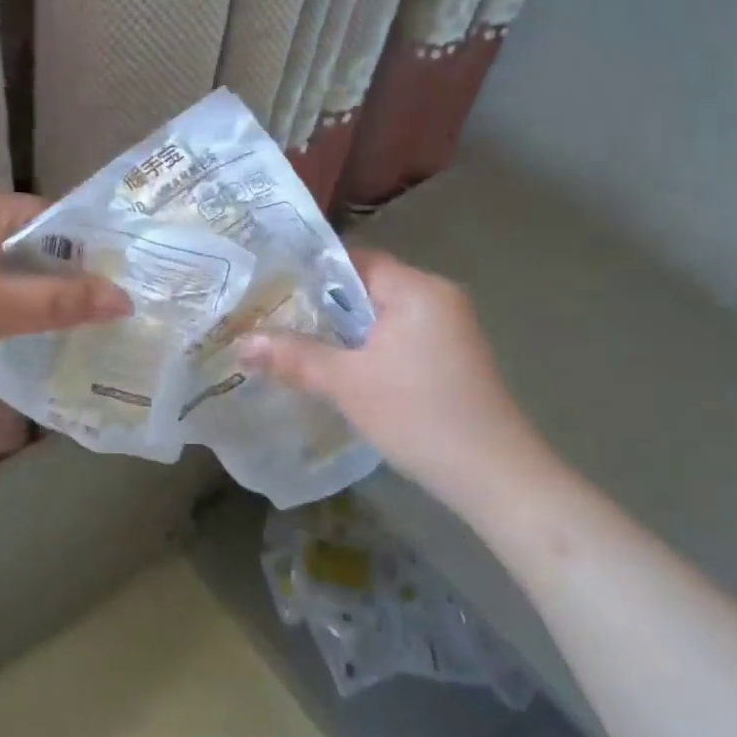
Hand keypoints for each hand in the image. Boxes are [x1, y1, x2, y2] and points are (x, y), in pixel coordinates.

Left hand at [0, 184, 130, 381]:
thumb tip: (125, 299)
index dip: (89, 254)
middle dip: (62, 277)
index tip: (116, 291)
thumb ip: (61, 302)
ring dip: (30, 291)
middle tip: (96, 317)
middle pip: (31, 240)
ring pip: (3, 262)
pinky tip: (6, 329)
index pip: (57, 219)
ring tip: (61, 328)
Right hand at [237, 248, 546, 502]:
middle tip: (272, 316)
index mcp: (417, 288)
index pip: (354, 259)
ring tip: (295, 341)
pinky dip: (369, 346)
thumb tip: (241, 343)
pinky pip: (400, 336)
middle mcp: (437, 297)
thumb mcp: (347, 384)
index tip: (270, 285)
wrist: (496, 477)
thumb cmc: (419, 416)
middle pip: (366, 286)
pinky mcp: (453, 357)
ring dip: (344, 329)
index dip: (309, 270)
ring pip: (382, 315)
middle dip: (321, 304)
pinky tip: (341, 368)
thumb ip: (294, 357)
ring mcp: (450, 327)